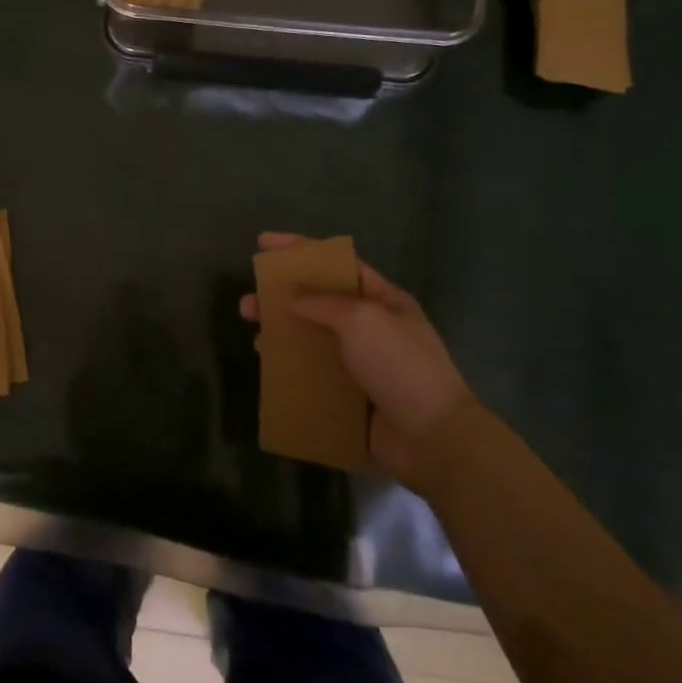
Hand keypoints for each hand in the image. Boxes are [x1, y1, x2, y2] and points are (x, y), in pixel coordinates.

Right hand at [240, 232, 474, 486]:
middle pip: (318, 300)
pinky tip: (268, 362)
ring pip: (311, 336)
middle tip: (249, 299)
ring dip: (281, 329)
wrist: (432, 439)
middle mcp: (371, 327)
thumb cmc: (400, 366)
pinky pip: (312, 372)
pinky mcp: (350, 395)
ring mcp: (361, 363)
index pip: (337, 263)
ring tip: (252, 329)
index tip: (264, 243)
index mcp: (383, 300)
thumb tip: (289, 297)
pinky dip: (289, 364)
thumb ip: (321, 302)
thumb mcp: (362, 320)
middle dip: (282, 295)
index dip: (300, 249)